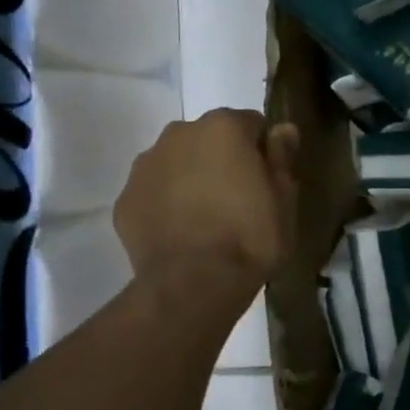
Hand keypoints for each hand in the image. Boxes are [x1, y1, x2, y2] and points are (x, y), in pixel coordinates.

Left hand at [114, 109, 298, 286]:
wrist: (192, 285)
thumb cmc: (250, 235)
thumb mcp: (285, 197)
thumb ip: (282, 156)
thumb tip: (283, 129)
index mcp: (224, 127)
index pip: (253, 124)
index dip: (264, 151)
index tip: (268, 180)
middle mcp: (179, 134)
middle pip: (211, 138)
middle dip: (225, 159)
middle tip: (240, 198)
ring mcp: (146, 165)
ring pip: (179, 161)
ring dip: (194, 177)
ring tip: (208, 217)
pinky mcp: (125, 198)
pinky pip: (156, 190)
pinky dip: (168, 202)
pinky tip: (183, 231)